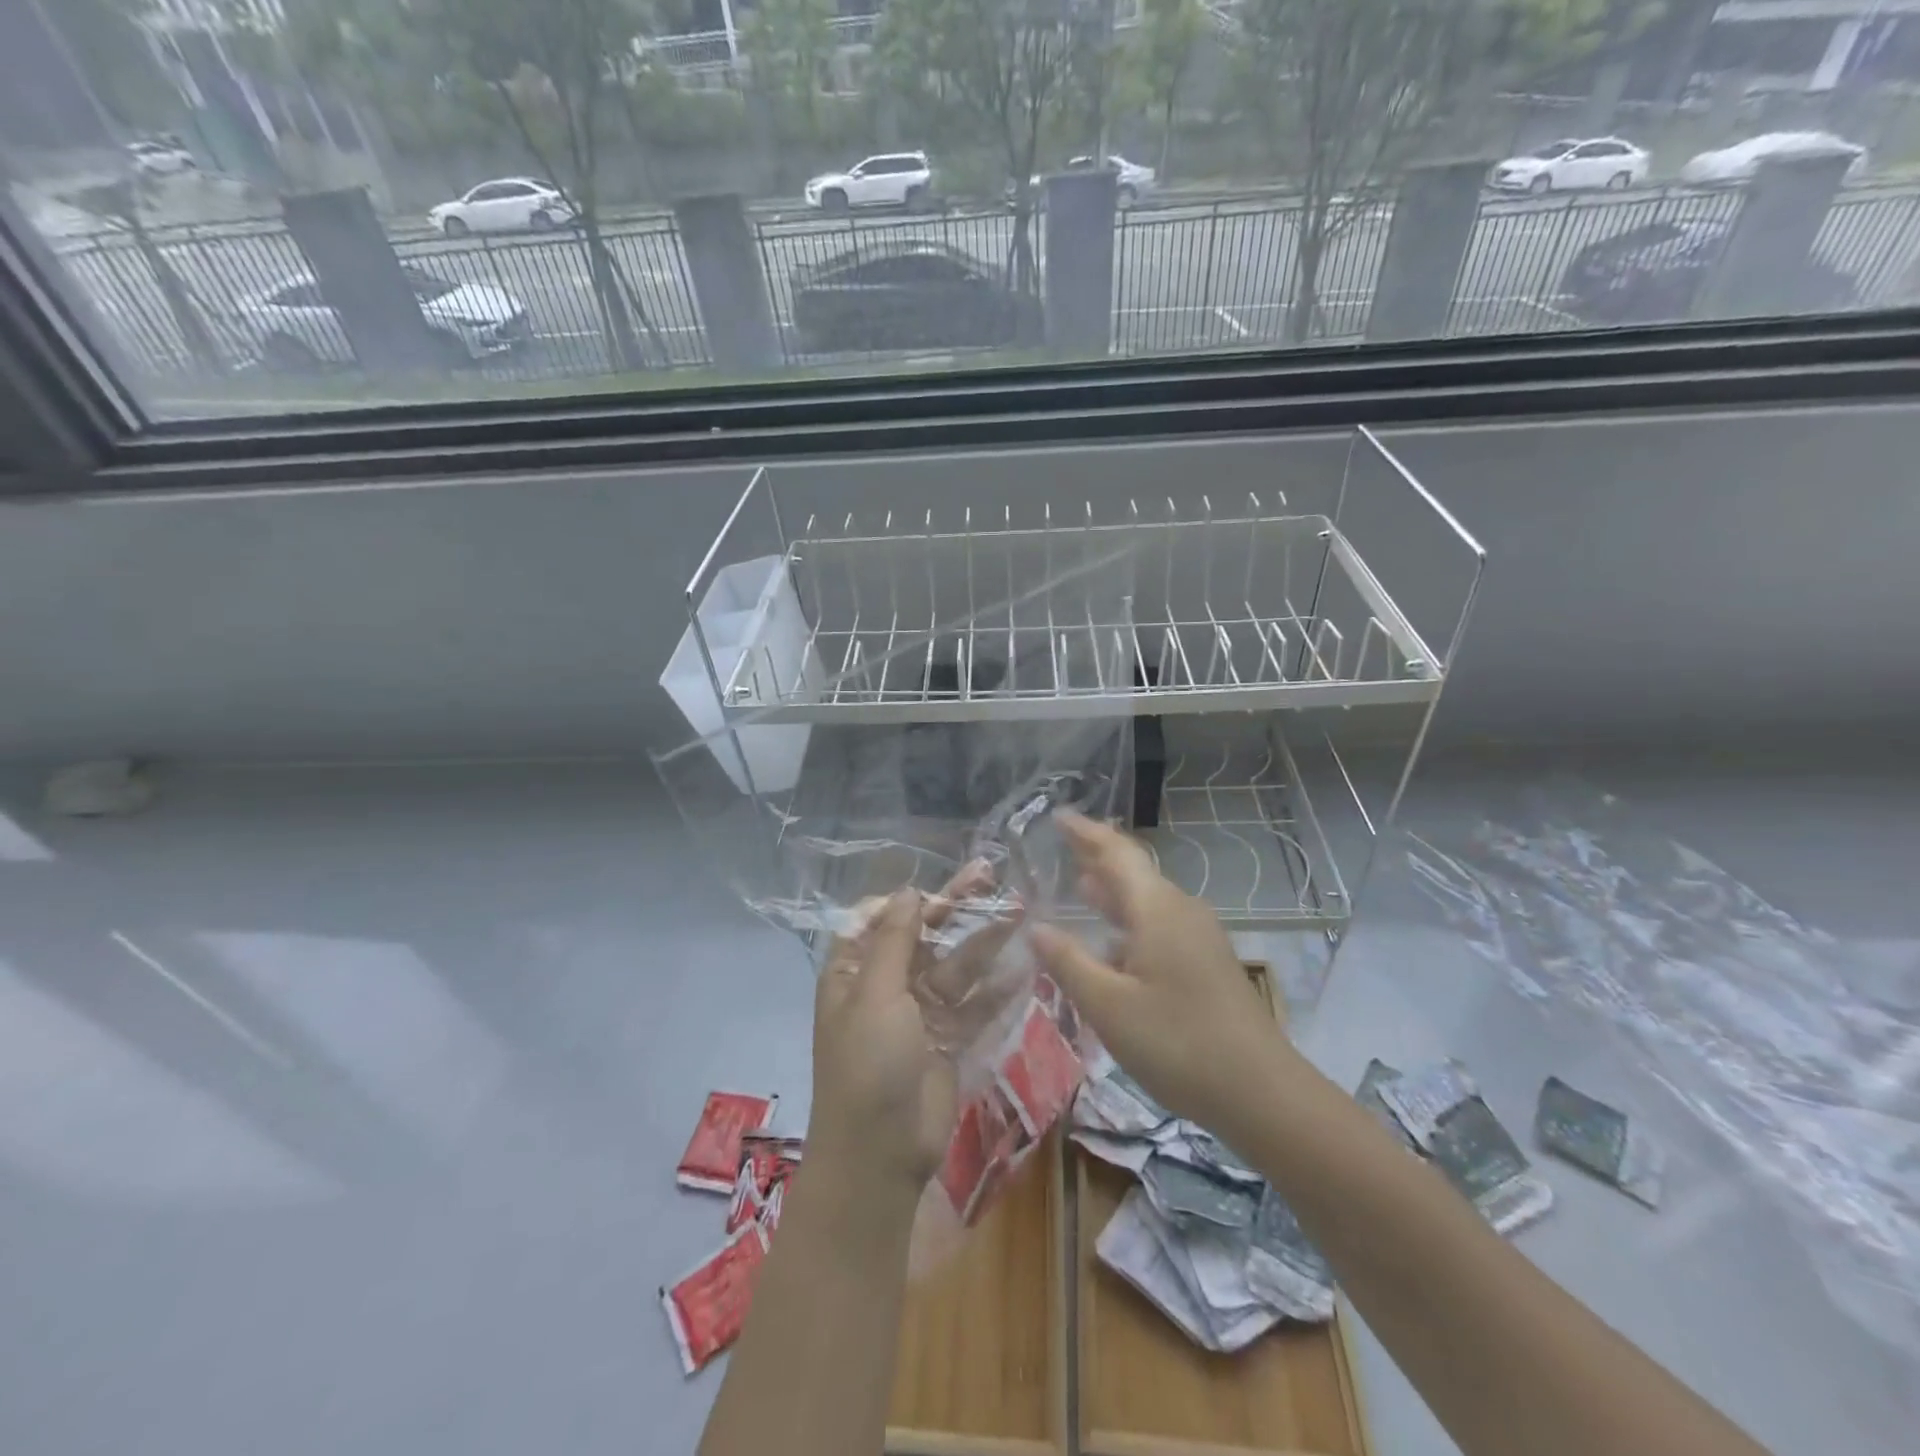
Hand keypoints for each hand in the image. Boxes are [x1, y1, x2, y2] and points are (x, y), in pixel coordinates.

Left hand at [810, 878, 1019, 1196]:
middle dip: (956, 908)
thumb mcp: (876, 995)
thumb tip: (908, 891)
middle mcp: (886, 985)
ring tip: (1018, 908)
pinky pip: (974, 1003)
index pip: (881, 919)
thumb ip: (896, 941)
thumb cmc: (868, 1065)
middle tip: (991, 875)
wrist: (880, 1156)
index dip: (911, 900)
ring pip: (955, 965)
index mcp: (854, 971)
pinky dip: (996, 986)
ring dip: (983, 939)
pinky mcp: (948, 1038)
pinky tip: (1024, 962)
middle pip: (925, 936)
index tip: (943, 887)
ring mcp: (920, 1012)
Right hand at [1029, 811, 1291, 1132]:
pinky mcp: (1207, 963)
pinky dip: (1129, 921)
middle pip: (1133, 872)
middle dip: (1097, 858)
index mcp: (1156, 909)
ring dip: (1113, 892)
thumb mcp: (1109, 1005)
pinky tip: (1113, 945)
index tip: (1058, 816)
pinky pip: (1159, 925)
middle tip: (1062, 846)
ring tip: (1080, 886)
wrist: (1262, 1093)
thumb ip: (1068, 962)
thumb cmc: (1178, 1042)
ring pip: (1147, 901)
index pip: (1116, 853)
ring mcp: (1199, 936)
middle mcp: (1180, 911)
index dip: (1086, 833)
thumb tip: (1037, 927)